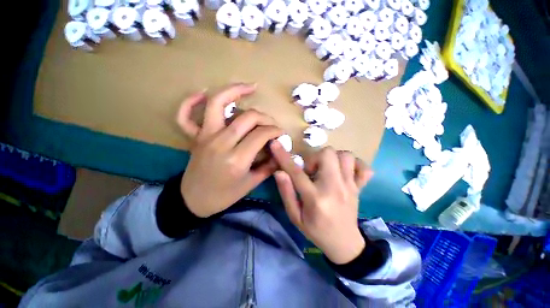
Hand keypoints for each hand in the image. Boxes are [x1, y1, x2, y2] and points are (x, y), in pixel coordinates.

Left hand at [176, 84, 282, 217]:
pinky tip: (203, 93)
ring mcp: (204, 136)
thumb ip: (268, 166)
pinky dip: (191, 101)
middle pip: (247, 117)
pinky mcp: (194, 137)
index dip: (275, 130)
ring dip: (234, 90)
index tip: (281, 133)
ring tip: (250, 87)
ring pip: (217, 103)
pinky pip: (185, 114)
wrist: (194, 200)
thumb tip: (279, 151)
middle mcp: (220, 143)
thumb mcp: (251, 184)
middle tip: (271, 124)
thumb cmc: (224, 195)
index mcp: (236, 159)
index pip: (261, 134)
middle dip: (265, 117)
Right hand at [270, 142, 373, 263]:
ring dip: (332, 158)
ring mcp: (350, 186)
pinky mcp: (360, 187)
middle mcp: (334, 188)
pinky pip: (364, 167)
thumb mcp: (295, 216)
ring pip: (345, 155)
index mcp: (315, 198)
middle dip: (315, 157)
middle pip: (327, 154)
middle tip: (311, 171)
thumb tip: (279, 172)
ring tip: (326, 170)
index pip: (296, 172)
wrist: (344, 244)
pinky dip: (353, 164)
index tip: (275, 144)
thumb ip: (286, 193)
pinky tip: (344, 172)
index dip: (283, 156)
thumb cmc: (315, 231)